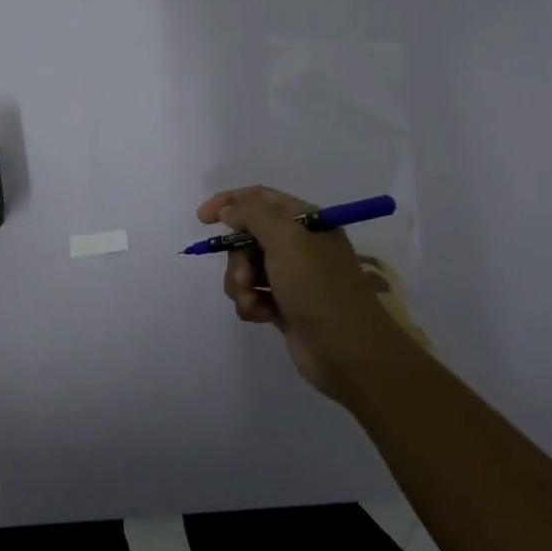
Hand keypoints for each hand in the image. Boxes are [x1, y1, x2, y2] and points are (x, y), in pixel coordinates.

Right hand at [197, 185, 408, 405]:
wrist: (348, 352)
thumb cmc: (318, 288)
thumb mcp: (286, 240)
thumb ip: (252, 215)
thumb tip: (229, 210)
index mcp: (306, 221)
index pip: (260, 197)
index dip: (229, 202)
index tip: (203, 219)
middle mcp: (300, 245)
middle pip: (249, 236)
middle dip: (237, 256)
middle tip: (244, 277)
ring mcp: (293, 277)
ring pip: (247, 268)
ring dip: (241, 284)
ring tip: (252, 302)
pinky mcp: (286, 307)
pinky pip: (253, 296)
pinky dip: (250, 304)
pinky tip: (258, 316)